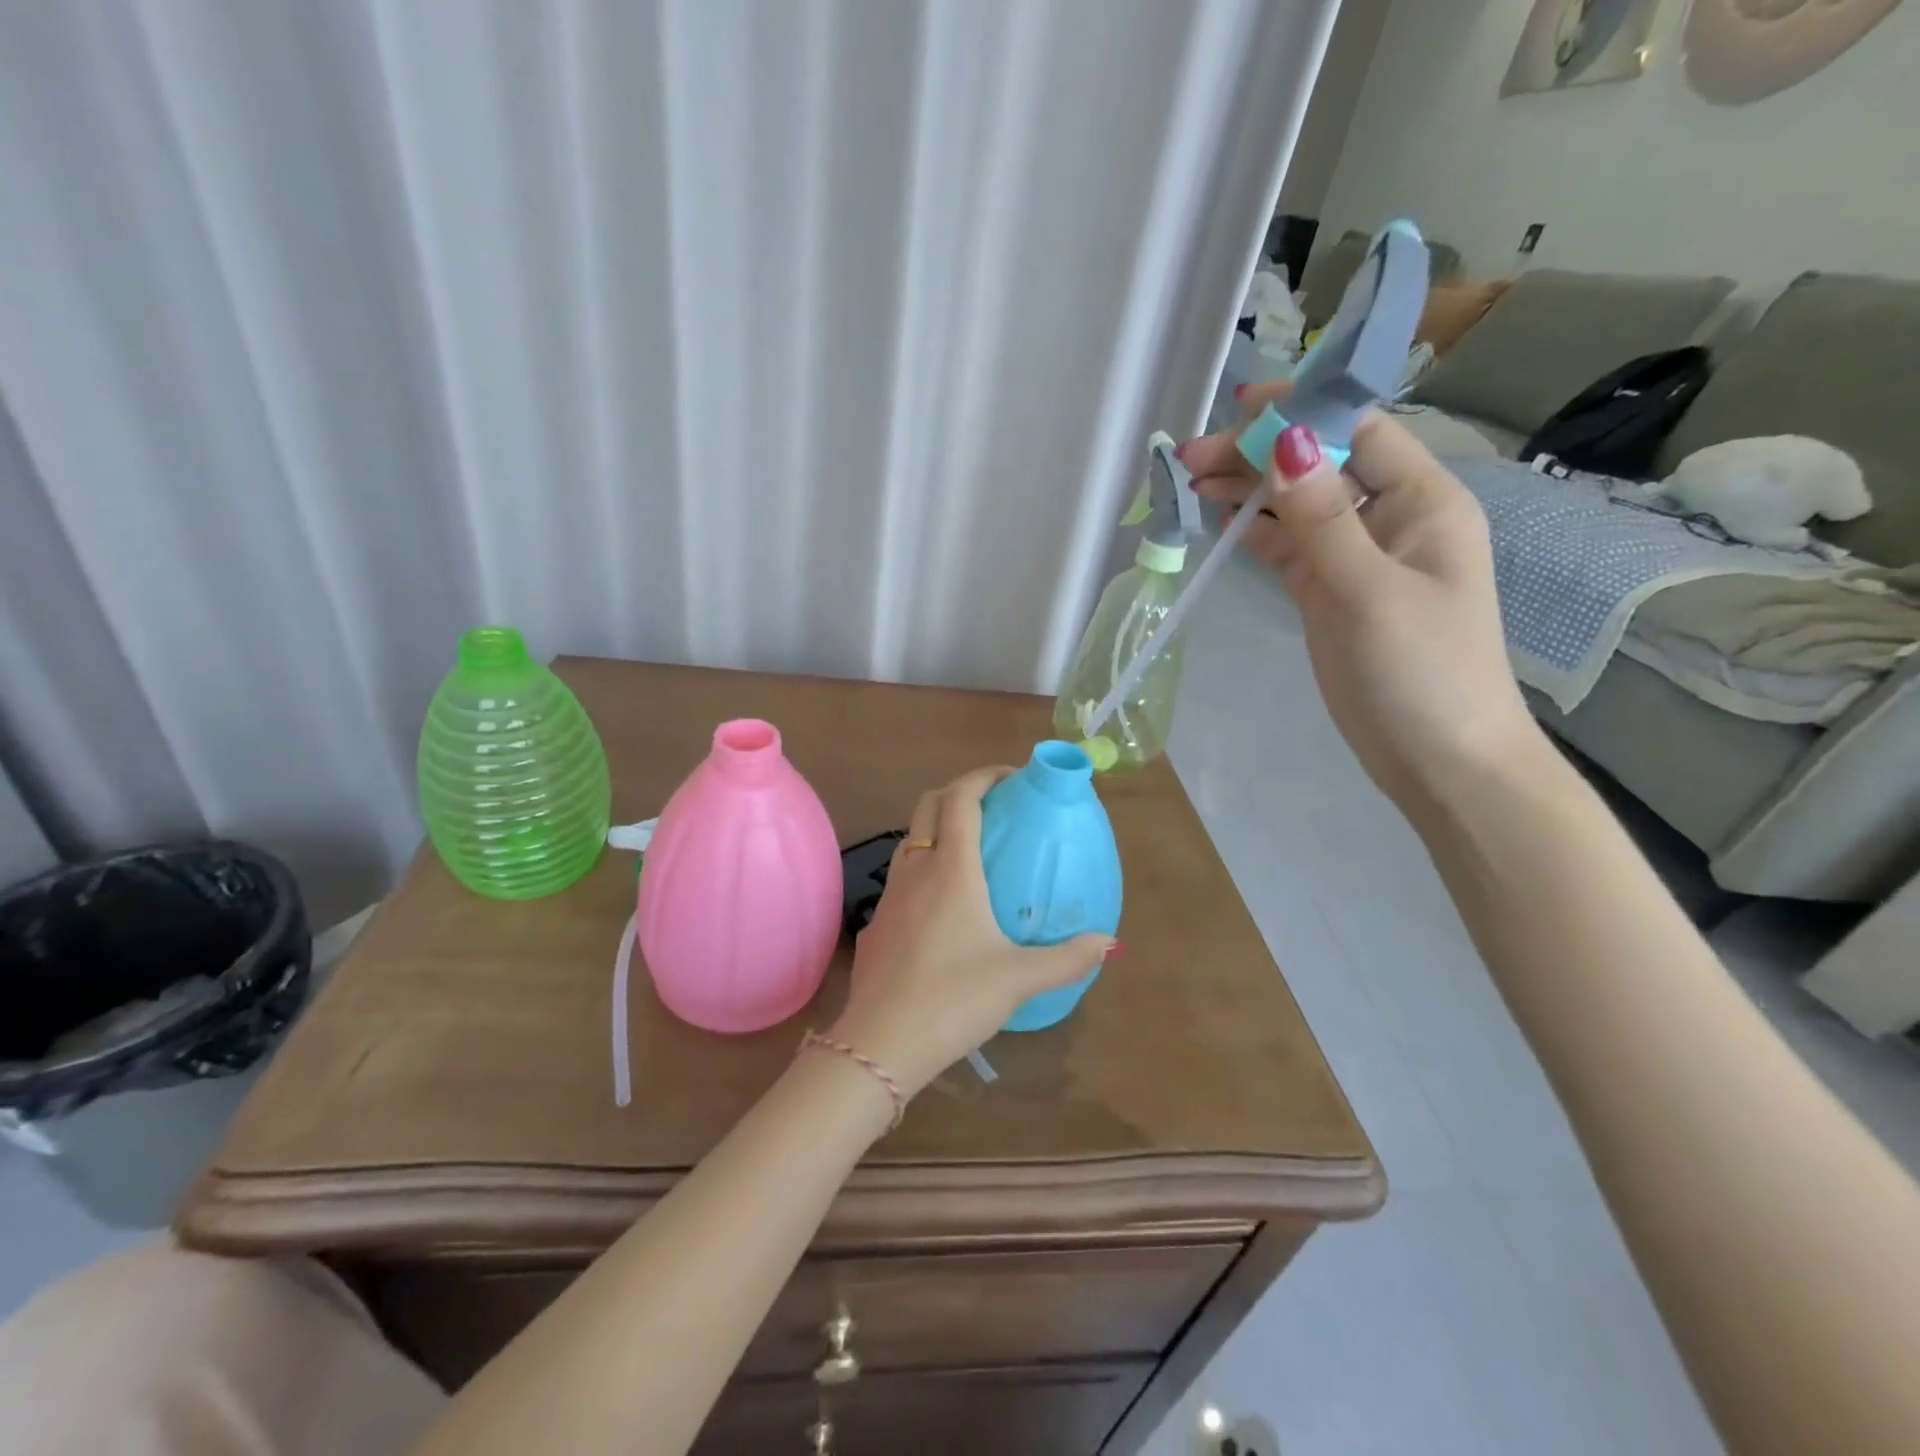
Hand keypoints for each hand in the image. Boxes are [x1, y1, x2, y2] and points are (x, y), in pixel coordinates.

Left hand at [831, 768, 1114, 1097]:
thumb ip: (1068, 959)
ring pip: (910, 839)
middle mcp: (916, 870)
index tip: (1010, 777)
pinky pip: (899, 879)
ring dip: (936, 828)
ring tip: (969, 850)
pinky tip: (939, 907)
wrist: (881, 1043)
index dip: (984, 777)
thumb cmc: (954, 998)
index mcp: (952, 869)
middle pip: (928, 805)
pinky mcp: (875, 925)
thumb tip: (1111, 943)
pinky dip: (922, 869)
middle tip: (992, 806)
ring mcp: (889, 896)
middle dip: (958, 792)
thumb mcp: (1019, 979)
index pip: (961, 798)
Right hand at [1179, 381, 1538, 812]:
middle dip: (1258, 455)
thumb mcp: (1370, 592)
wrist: (1441, 761)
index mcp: (1423, 503)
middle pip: (1318, 466)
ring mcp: (1357, 559)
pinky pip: (1289, 547)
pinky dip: (1255, 531)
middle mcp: (1390, 520)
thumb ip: (1323, 520)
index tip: (1237, 409)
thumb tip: (1286, 442)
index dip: (1300, 412)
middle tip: (1189, 459)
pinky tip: (1220, 519)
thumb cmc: (1421, 674)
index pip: (1357, 432)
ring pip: (1297, 506)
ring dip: (1249, 490)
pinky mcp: (1331, 594)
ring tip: (1191, 483)